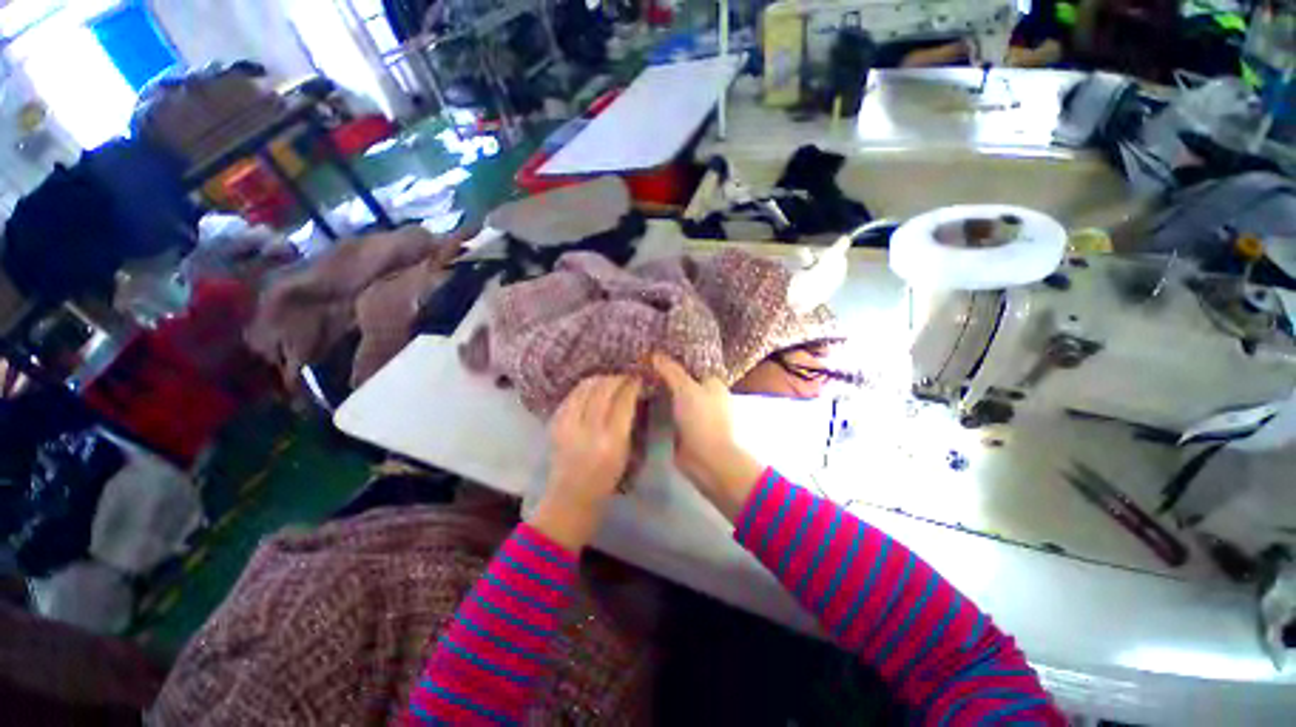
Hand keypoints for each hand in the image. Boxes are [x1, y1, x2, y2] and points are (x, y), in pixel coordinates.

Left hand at [529, 375, 640, 551]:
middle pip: (603, 389)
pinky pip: (571, 395)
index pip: (623, 401)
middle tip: (625, 376)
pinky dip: (584, 388)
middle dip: (616, 378)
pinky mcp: (555, 423)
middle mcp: (588, 430)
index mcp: (611, 442)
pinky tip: (592, 389)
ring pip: (585, 388)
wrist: (570, 497)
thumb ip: (626, 422)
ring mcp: (567, 425)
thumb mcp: (624, 453)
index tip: (638, 377)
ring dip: (600, 379)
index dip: (631, 385)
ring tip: (610, 379)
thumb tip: (631, 394)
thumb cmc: (605, 480)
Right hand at [652, 355, 764, 520]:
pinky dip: (660, 405)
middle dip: (665, 374)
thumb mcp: (685, 389)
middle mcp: (707, 395)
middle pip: (683, 379)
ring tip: (638, 377)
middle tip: (641, 364)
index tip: (654, 352)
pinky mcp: (686, 427)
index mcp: (713, 382)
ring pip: (675, 395)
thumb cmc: (701, 419)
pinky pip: (671, 410)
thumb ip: (670, 370)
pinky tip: (644, 397)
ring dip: (661, 389)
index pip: (692, 363)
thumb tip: (654, 353)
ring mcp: (696, 413)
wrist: (706, 459)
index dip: (674, 357)